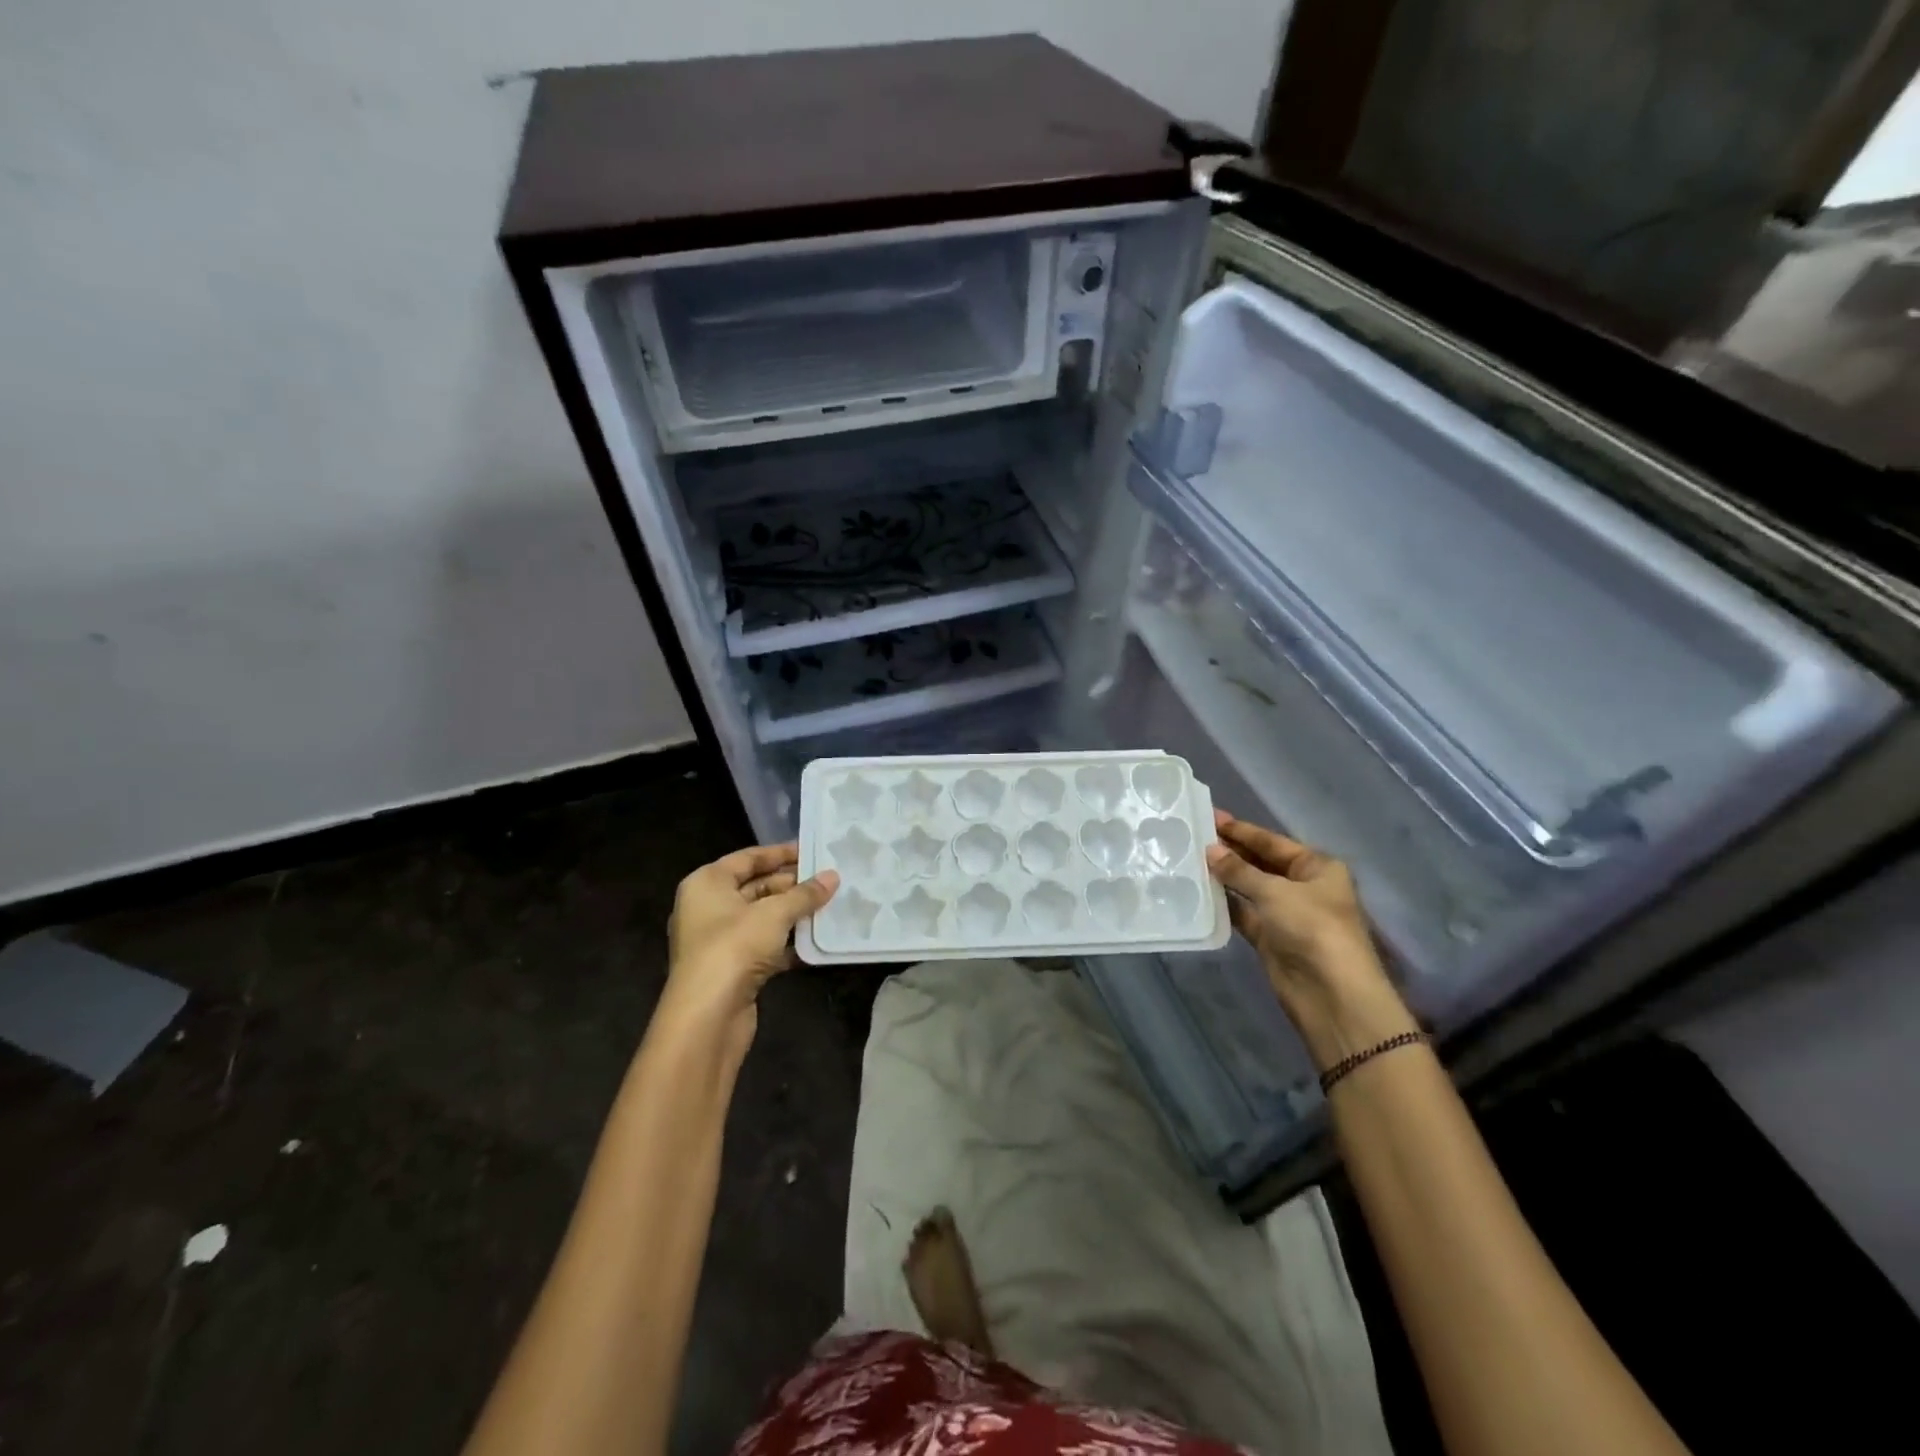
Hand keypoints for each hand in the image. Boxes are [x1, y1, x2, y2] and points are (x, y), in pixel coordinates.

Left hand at [665, 844, 837, 1027]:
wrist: (707, 1017)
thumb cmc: (734, 948)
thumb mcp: (775, 914)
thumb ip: (805, 894)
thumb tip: (833, 876)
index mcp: (707, 884)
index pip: (748, 858)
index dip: (780, 853)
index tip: (813, 850)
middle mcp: (707, 907)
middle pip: (755, 887)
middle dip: (792, 885)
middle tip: (828, 881)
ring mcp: (718, 940)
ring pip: (762, 918)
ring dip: (792, 915)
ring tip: (829, 906)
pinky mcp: (731, 968)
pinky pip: (763, 945)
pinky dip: (786, 943)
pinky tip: (815, 941)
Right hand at [1205, 811, 1416, 1068]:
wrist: (1332, 994)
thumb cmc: (1312, 928)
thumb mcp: (1275, 891)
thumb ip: (1239, 870)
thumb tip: (1209, 851)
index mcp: (1317, 867)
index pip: (1273, 842)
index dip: (1242, 830)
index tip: (1211, 816)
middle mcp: (1304, 887)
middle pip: (1261, 863)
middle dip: (1231, 851)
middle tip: (1195, 836)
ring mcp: (1287, 914)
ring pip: (1250, 888)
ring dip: (1225, 877)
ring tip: (1190, 860)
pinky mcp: (1271, 938)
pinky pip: (1244, 913)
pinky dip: (1225, 904)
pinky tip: (1199, 892)